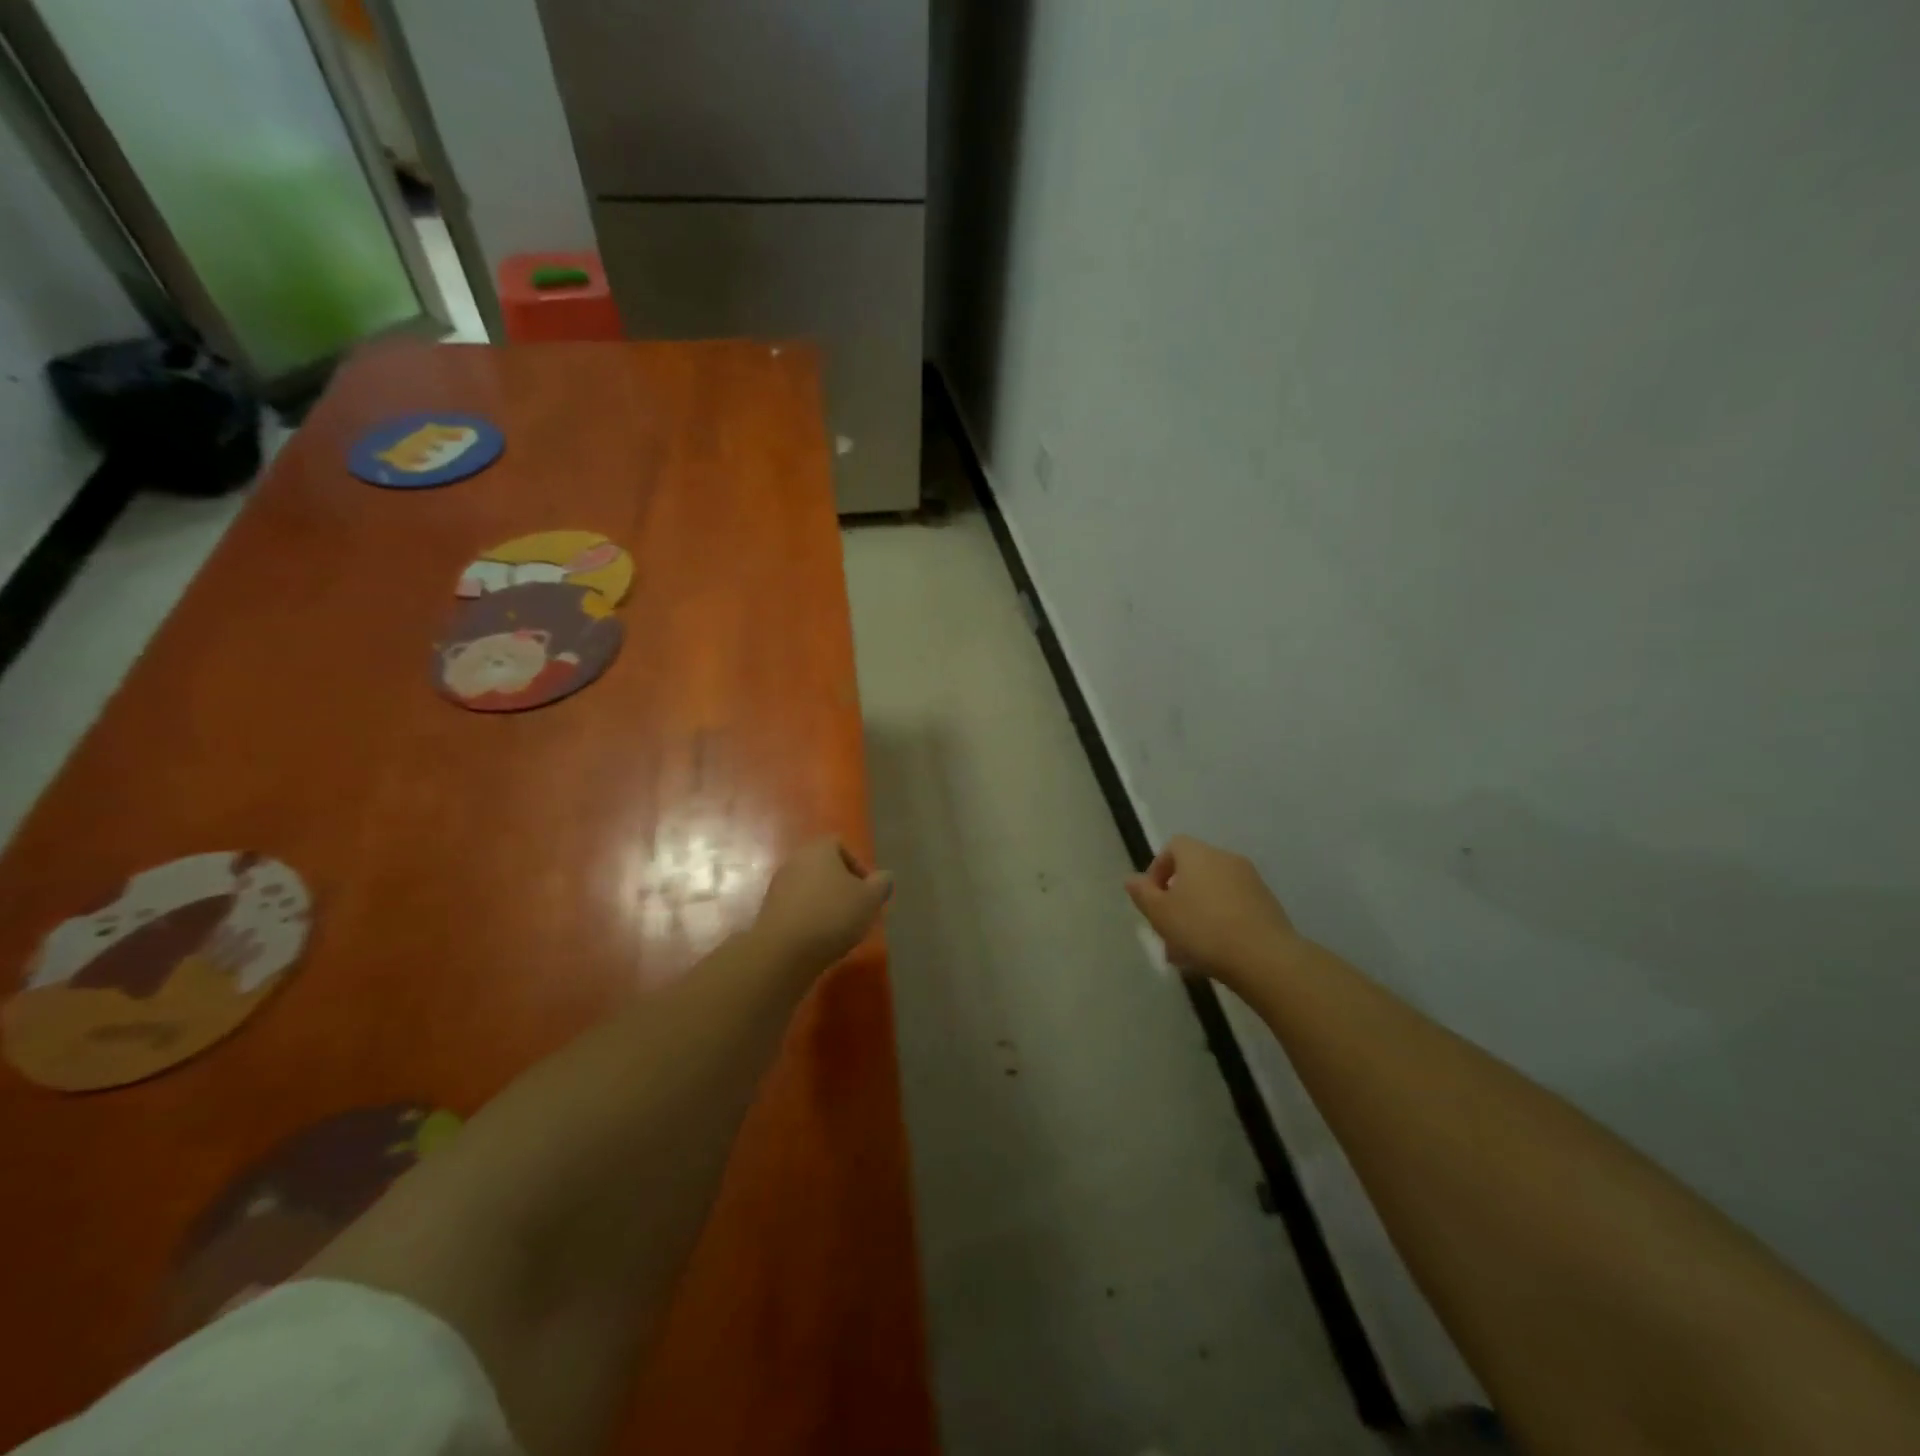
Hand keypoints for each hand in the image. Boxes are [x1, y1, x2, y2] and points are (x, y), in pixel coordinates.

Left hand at [751, 837, 893, 970]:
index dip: (857, 866)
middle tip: (856, 910)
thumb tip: (884, 877)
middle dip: (841, 887)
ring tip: (838, 928)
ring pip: (809, 889)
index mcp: (819, 850)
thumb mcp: (870, 899)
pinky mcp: (769, 912)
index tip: (866, 892)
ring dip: (824, 903)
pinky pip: (796, 908)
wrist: (784, 951)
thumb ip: (882, 884)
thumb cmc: (833, 915)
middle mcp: (795, 861)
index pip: (840, 845)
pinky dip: (808, 918)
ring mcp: (778, 886)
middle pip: (824, 868)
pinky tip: (818, 939)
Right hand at [1125, 835, 1302, 984]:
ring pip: (1212, 894)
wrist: (1265, 958)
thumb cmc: (1202, 929)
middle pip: (1193, 872)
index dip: (1158, 869)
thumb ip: (1142, 893)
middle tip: (1167, 930)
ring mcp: (1251, 881)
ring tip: (1187, 952)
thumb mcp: (1160, 914)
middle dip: (1177, 899)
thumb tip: (1132, 879)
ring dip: (1197, 915)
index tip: (1152, 898)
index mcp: (1198, 854)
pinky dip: (1220, 923)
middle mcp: (1225, 859)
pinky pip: (1233, 908)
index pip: (1173, 847)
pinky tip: (1214, 954)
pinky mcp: (1268, 905)